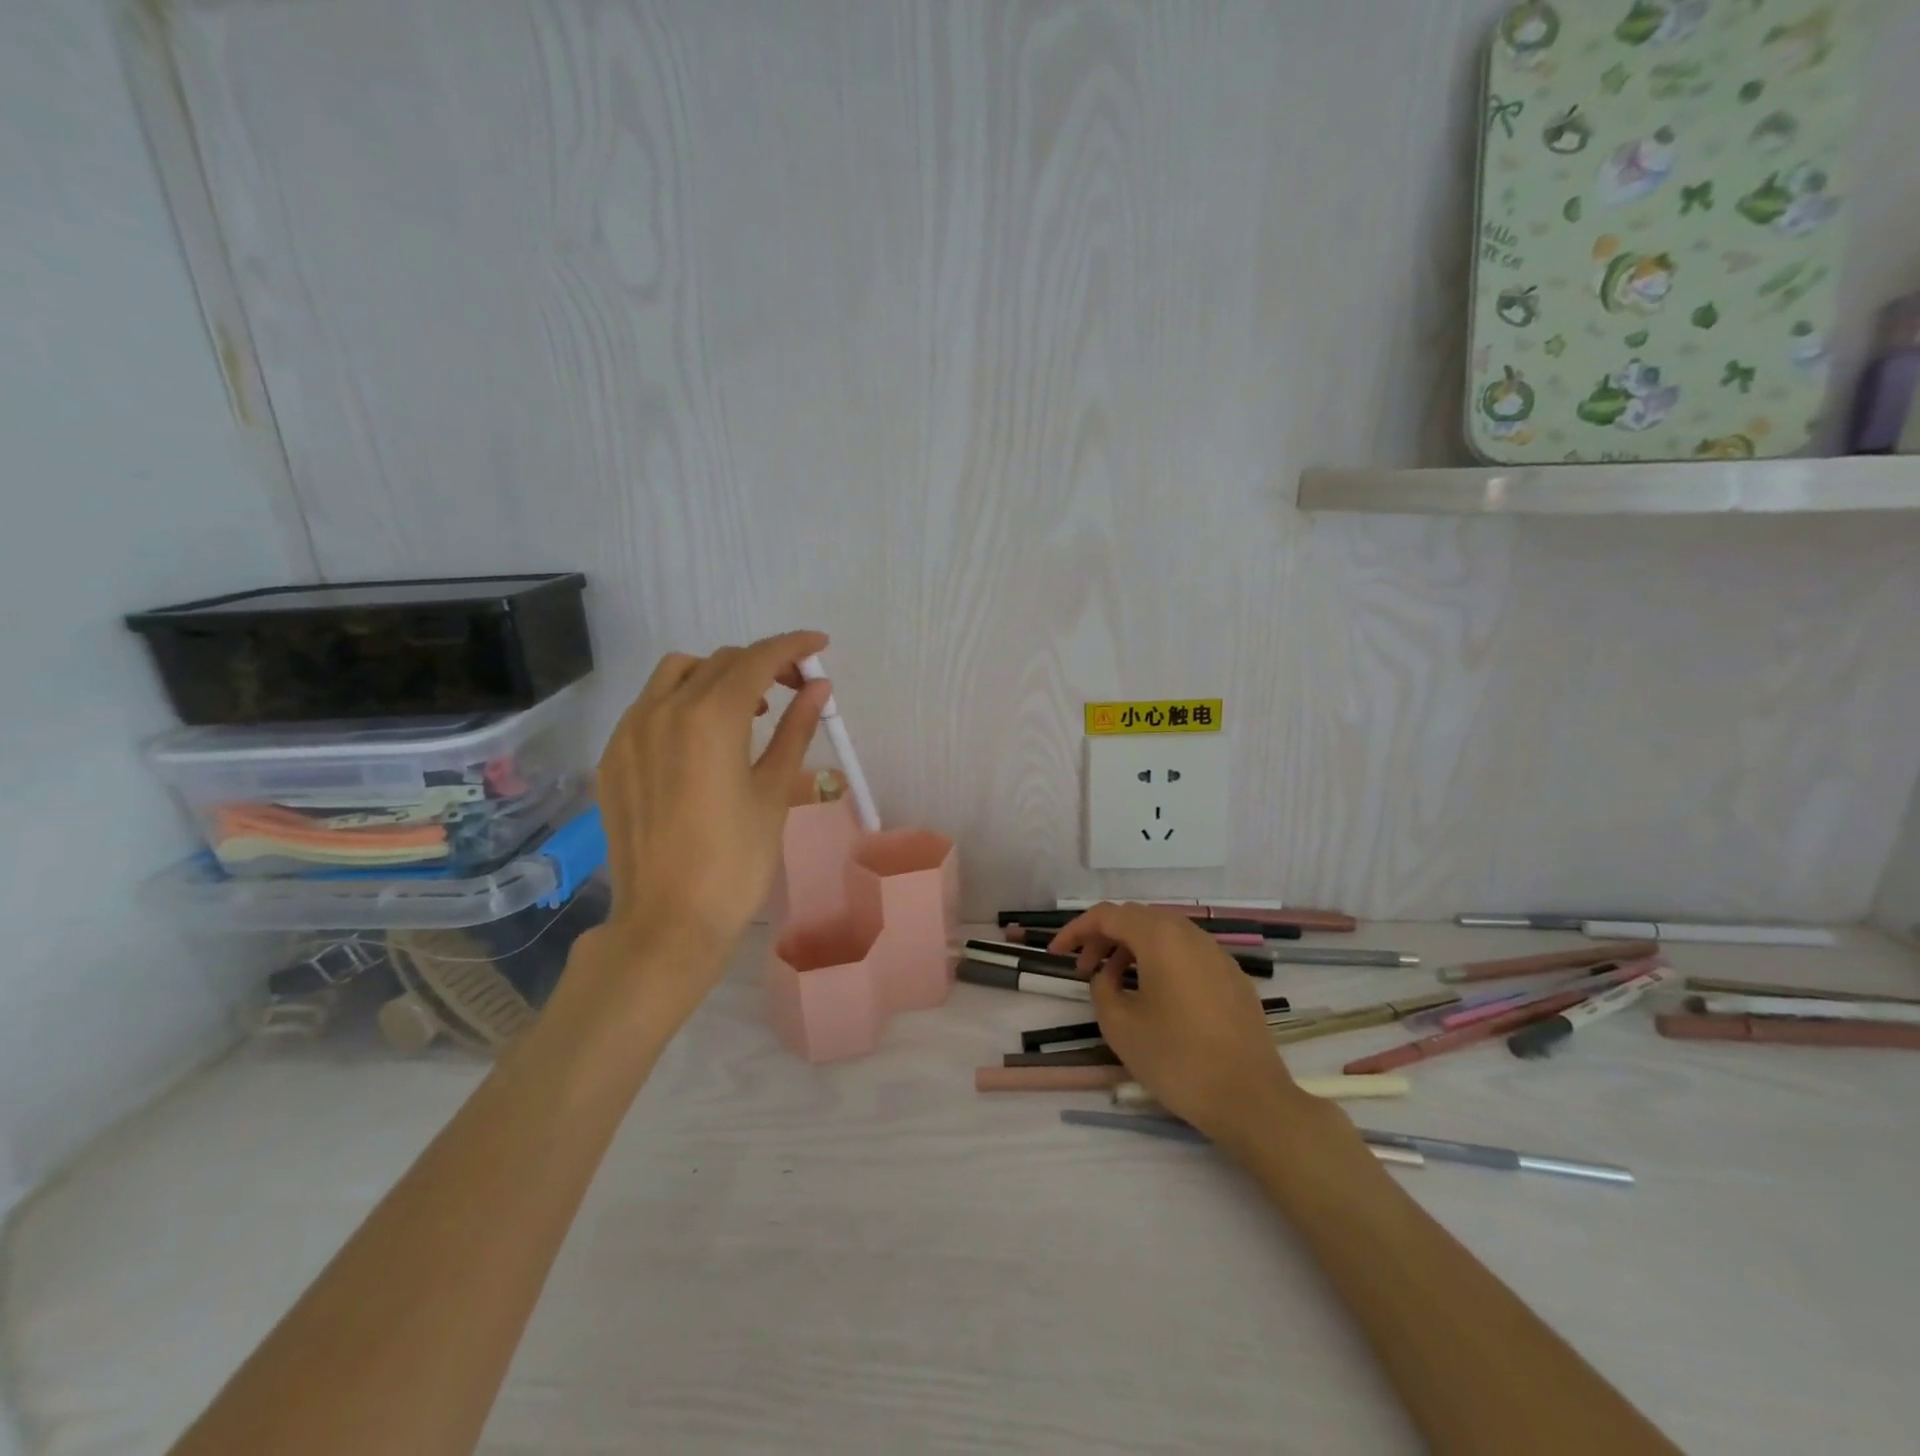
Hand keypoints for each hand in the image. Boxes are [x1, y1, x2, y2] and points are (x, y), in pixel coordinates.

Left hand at [590, 630, 830, 1010]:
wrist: (668, 921)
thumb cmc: (736, 861)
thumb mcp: (774, 791)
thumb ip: (796, 730)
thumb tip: (820, 688)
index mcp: (709, 717)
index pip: (756, 660)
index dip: (792, 647)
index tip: (820, 645)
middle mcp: (662, 710)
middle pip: (719, 662)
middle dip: (762, 664)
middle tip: (796, 688)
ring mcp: (629, 732)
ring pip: (677, 674)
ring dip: (719, 676)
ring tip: (749, 709)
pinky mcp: (613, 758)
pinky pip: (650, 705)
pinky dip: (684, 701)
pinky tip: (703, 738)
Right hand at [1051, 903, 1309, 1147]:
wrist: (1252, 1099)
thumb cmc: (1178, 1060)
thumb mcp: (1121, 1026)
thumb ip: (1102, 989)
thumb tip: (1107, 977)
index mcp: (1160, 938)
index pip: (1108, 915)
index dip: (1076, 930)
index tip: (1057, 954)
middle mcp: (1190, 934)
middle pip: (1137, 918)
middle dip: (1105, 937)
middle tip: (1084, 969)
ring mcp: (1217, 954)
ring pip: (1165, 933)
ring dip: (1133, 948)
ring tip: (1117, 983)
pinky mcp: (1233, 977)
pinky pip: (1188, 953)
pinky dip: (1162, 961)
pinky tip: (1156, 995)